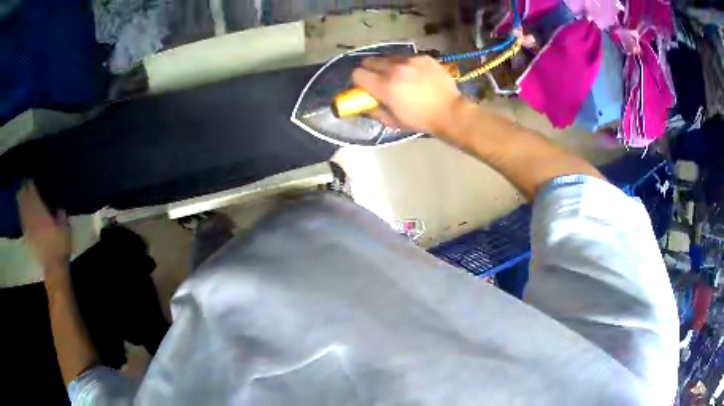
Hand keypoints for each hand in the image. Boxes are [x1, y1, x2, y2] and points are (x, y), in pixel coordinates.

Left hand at [17, 183, 71, 268]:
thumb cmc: (60, 248)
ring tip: (19, 194)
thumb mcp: (66, 230)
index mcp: (42, 213)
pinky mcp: (29, 238)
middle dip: (24, 193)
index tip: (29, 178)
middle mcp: (33, 218)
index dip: (31, 186)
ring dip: (21, 202)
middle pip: (26, 202)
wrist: (54, 268)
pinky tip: (21, 213)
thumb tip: (60, 210)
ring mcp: (30, 229)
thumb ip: (62, 217)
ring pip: (23, 212)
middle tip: (22, 183)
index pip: (34, 196)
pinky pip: (23, 224)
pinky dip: (22, 216)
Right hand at [352, 55, 462, 133]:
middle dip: (370, 70)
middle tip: (378, 79)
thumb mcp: (392, 121)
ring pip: (388, 57)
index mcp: (384, 86)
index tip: (365, 87)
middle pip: (369, 61)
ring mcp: (410, 60)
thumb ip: (374, 109)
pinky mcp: (423, 57)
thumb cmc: (420, 120)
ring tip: (399, 76)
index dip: (359, 81)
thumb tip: (364, 102)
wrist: (450, 112)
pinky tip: (415, 75)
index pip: (357, 73)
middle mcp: (394, 68)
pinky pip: (406, 57)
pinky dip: (406, 65)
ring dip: (388, 66)